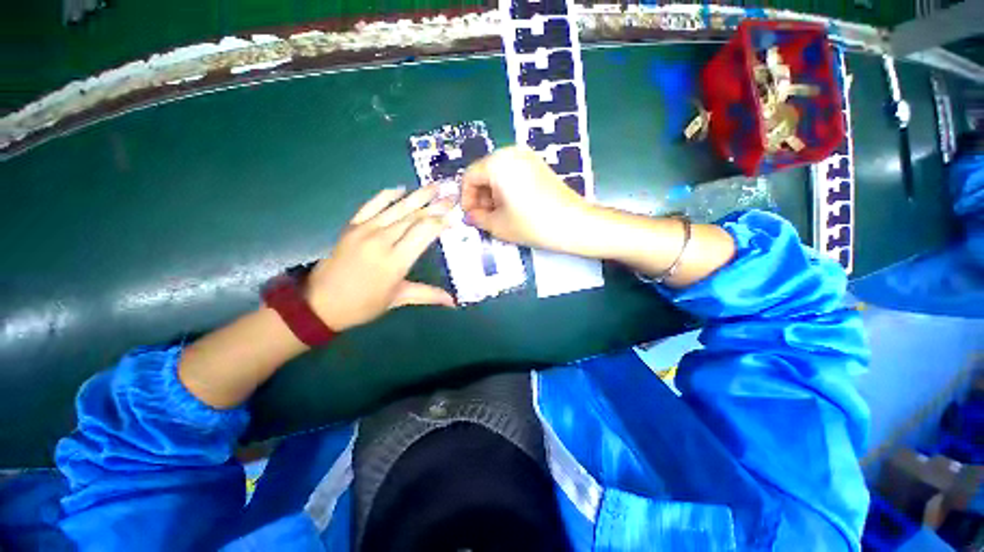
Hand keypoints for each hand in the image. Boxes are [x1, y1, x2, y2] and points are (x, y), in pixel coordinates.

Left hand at [306, 185, 455, 330]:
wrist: (320, 303)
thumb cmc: (363, 304)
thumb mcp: (398, 299)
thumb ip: (428, 295)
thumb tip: (453, 301)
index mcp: (396, 260)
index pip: (424, 232)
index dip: (441, 222)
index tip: (454, 216)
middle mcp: (382, 240)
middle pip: (414, 217)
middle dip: (435, 205)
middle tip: (451, 195)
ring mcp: (365, 230)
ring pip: (397, 208)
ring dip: (417, 196)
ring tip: (434, 186)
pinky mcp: (352, 226)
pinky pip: (371, 205)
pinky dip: (386, 195)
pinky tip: (400, 188)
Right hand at [461, 147, 594, 252]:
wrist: (573, 223)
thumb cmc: (532, 224)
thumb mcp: (498, 225)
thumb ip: (478, 218)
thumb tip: (470, 215)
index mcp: (498, 163)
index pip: (470, 176)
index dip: (466, 198)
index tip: (470, 216)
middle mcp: (512, 153)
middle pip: (485, 173)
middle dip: (480, 197)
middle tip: (484, 218)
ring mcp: (528, 157)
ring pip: (499, 174)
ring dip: (493, 195)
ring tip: (498, 216)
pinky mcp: (539, 166)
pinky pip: (514, 174)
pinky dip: (507, 190)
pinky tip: (513, 208)